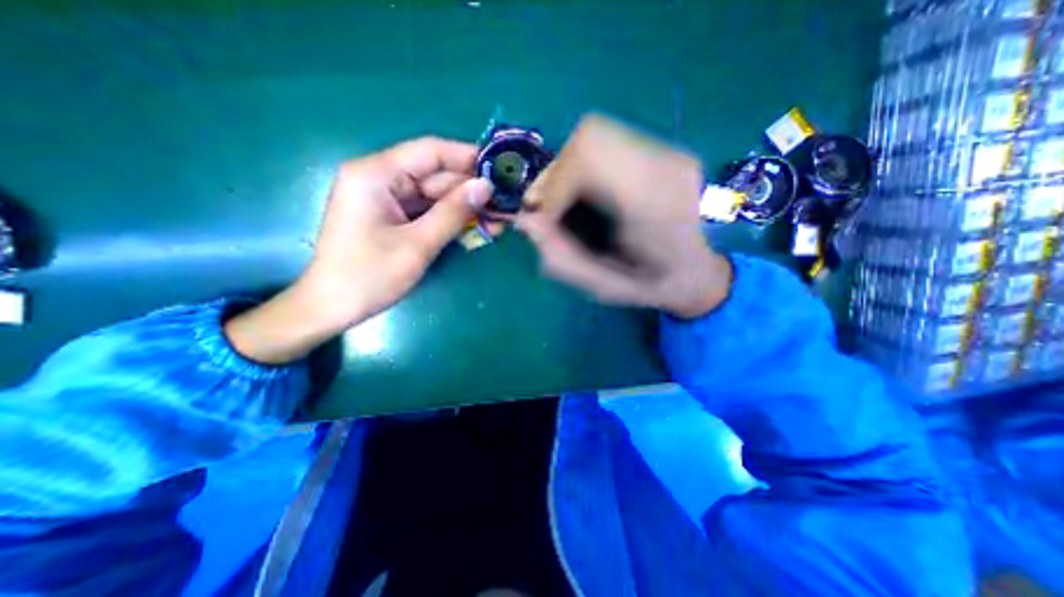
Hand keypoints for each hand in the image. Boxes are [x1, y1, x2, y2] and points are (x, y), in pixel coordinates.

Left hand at [229, 138, 493, 364]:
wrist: (332, 308)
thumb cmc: (369, 276)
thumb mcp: (418, 244)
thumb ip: (454, 212)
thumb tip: (486, 186)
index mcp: (376, 174)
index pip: (430, 152)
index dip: (467, 157)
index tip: (500, 168)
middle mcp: (381, 178)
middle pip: (435, 175)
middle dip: (471, 190)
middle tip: (506, 203)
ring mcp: (387, 199)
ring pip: (435, 195)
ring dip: (466, 208)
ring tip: (499, 220)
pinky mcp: (393, 217)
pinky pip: (428, 211)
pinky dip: (452, 220)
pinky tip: (478, 228)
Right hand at [516, 115, 731, 318]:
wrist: (702, 271)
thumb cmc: (655, 286)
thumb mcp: (604, 288)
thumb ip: (561, 259)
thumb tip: (524, 222)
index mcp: (655, 205)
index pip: (589, 159)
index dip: (554, 186)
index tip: (546, 218)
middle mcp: (666, 165)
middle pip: (590, 138)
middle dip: (556, 173)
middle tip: (548, 208)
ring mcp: (669, 151)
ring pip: (596, 134)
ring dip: (567, 167)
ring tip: (563, 201)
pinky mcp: (664, 149)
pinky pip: (608, 142)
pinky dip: (583, 165)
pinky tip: (586, 192)